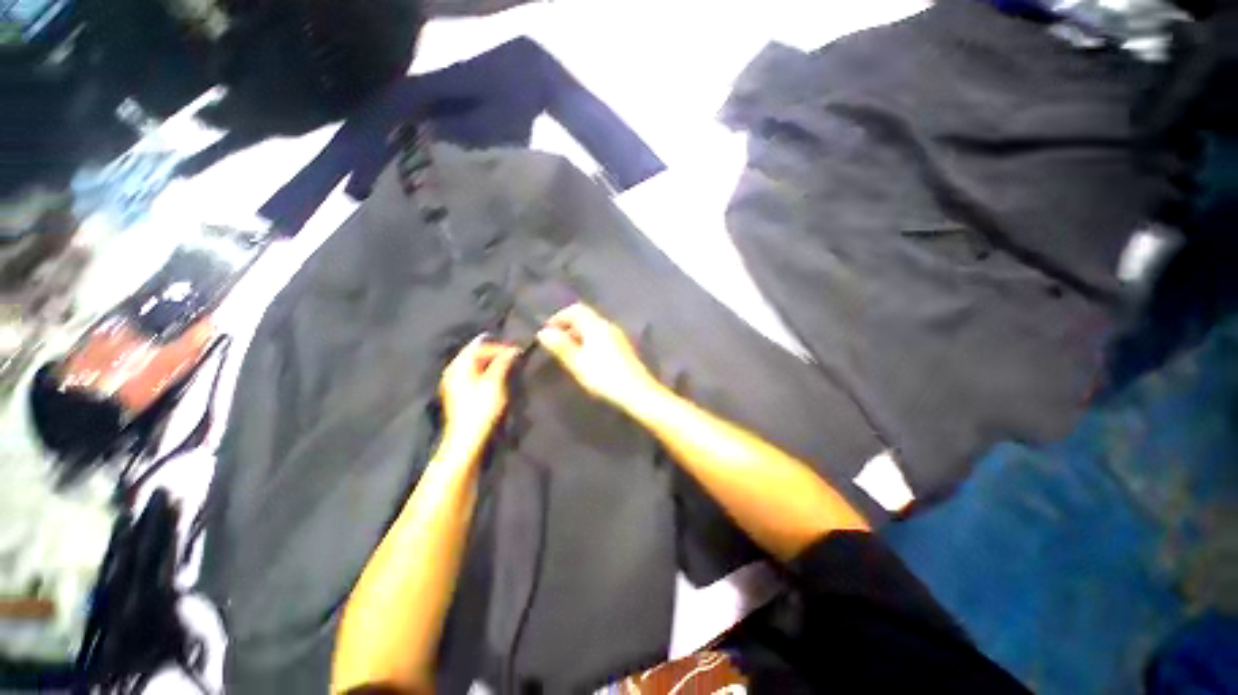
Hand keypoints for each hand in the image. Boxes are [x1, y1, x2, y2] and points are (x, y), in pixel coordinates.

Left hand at [437, 335, 520, 461]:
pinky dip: (487, 371)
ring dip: (492, 363)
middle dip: (494, 353)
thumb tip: (513, 350)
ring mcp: (455, 382)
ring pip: (475, 364)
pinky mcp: (460, 393)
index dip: (498, 347)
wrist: (468, 438)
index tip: (515, 351)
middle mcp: (454, 371)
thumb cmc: (481, 409)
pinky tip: (498, 376)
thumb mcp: (494, 383)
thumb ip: (503, 363)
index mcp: (459, 366)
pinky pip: (474, 374)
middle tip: (514, 356)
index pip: (478, 346)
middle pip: (474, 354)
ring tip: (509, 365)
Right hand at [536, 303, 658, 409]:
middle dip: (568, 325)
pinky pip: (601, 335)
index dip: (560, 316)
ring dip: (578, 334)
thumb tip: (543, 332)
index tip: (548, 329)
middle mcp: (608, 326)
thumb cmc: (604, 376)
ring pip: (594, 327)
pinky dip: (589, 340)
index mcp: (597, 326)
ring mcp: (617, 335)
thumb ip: (561, 346)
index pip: (576, 309)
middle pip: (586, 317)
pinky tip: (586, 357)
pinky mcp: (622, 346)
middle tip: (556, 342)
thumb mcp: (578, 363)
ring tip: (568, 351)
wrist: (637, 391)